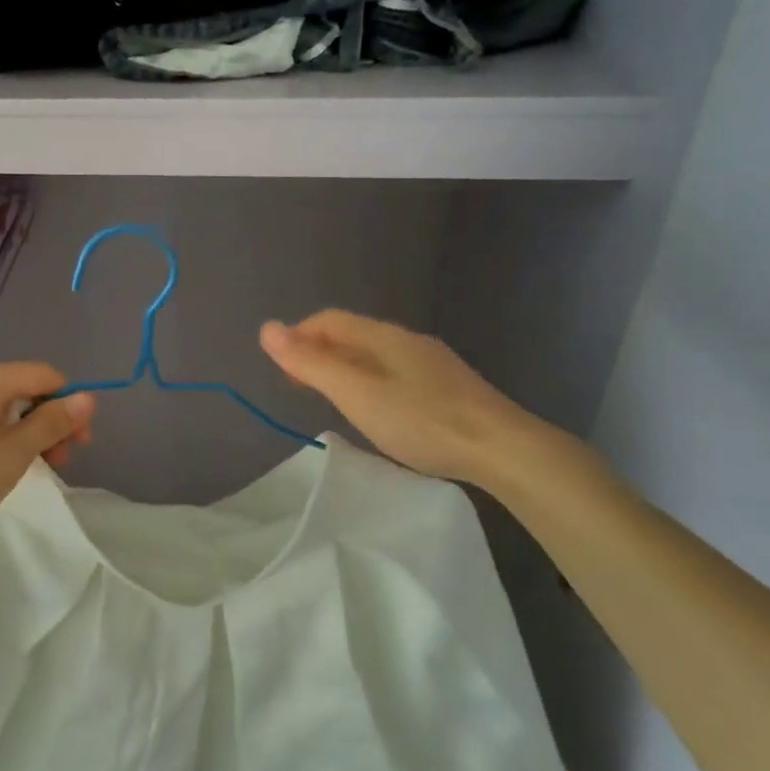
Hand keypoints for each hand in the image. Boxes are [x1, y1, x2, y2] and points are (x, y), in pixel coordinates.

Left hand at [0, 362, 94, 539]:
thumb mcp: (13, 454)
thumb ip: (52, 423)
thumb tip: (87, 397)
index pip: (44, 375)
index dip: (69, 404)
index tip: (78, 443)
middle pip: (18, 388)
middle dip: (45, 421)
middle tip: (57, 461)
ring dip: (19, 429)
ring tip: (22, 467)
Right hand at [260, 310, 544, 485]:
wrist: (503, 449)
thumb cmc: (421, 420)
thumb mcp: (356, 394)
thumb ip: (311, 364)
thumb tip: (267, 328)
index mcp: (384, 336)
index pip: (329, 321)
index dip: (298, 337)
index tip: (281, 370)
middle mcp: (407, 341)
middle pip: (352, 336)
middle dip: (319, 354)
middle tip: (299, 386)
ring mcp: (432, 364)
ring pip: (375, 356)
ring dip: (344, 369)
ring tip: (331, 399)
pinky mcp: (449, 388)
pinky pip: (395, 374)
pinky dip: (370, 383)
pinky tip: (377, 411)